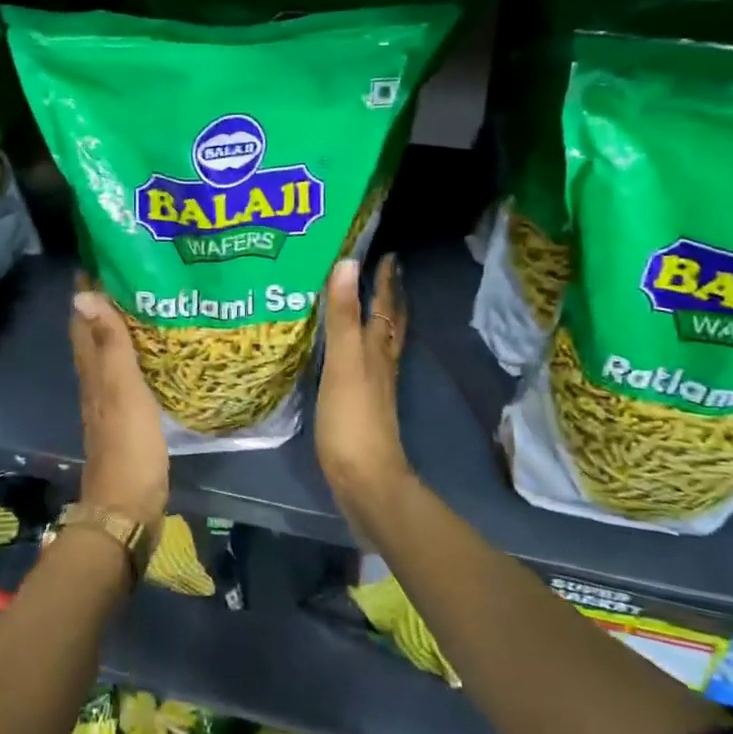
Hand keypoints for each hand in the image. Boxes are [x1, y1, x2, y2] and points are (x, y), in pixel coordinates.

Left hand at [70, 275, 169, 531]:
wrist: (128, 506)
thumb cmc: (128, 444)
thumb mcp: (121, 388)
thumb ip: (109, 343)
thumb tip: (82, 294)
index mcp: (92, 371)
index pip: (81, 320)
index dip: (86, 290)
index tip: (100, 257)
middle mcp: (95, 381)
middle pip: (92, 334)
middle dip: (103, 303)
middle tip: (128, 273)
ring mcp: (109, 401)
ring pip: (109, 353)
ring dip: (119, 327)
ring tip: (144, 303)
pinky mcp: (127, 418)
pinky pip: (126, 374)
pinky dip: (134, 355)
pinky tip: (152, 352)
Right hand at [318, 256, 412, 514]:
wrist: (364, 478)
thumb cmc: (352, 418)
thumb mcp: (344, 362)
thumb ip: (343, 316)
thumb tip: (348, 264)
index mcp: (377, 349)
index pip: (384, 306)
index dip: (385, 281)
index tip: (388, 255)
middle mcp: (381, 363)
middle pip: (390, 324)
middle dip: (389, 298)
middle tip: (385, 273)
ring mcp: (374, 387)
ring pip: (380, 344)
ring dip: (378, 321)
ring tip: (369, 305)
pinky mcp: (362, 406)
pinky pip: (366, 364)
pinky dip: (362, 348)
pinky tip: (351, 354)